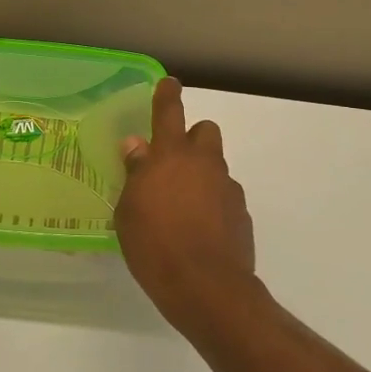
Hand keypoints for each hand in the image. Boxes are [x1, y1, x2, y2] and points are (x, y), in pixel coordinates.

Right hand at [116, 78, 256, 326]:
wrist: (206, 287)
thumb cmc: (154, 245)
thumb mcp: (129, 210)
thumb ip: (135, 173)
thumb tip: (137, 146)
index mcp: (171, 156)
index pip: (169, 112)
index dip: (167, 95)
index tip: (168, 84)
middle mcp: (204, 164)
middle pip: (205, 131)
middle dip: (192, 139)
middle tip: (172, 163)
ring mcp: (228, 188)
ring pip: (216, 166)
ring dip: (201, 175)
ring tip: (182, 206)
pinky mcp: (241, 214)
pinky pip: (224, 196)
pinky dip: (213, 203)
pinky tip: (198, 230)